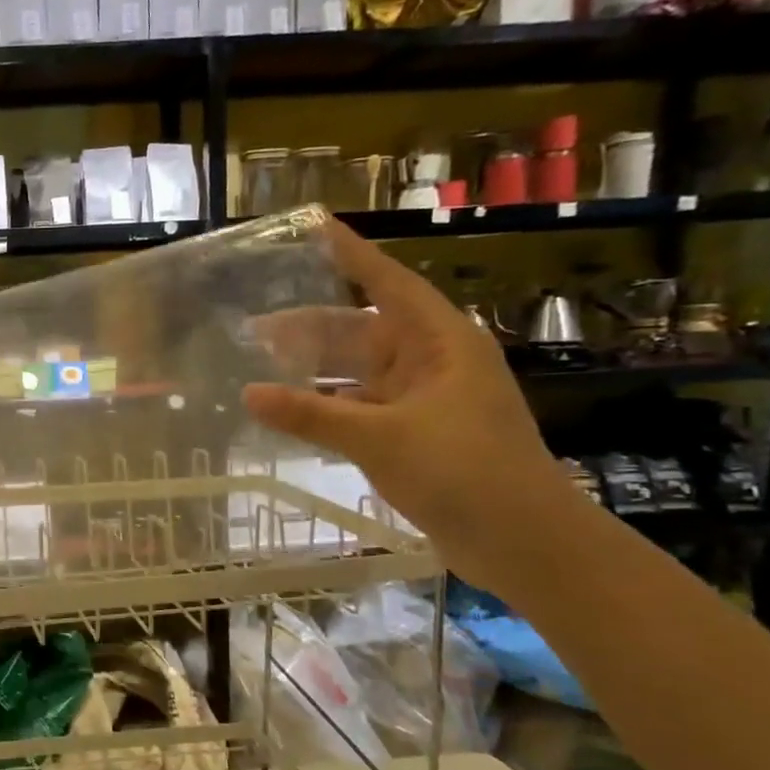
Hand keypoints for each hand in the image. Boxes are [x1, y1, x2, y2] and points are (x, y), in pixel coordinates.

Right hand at [243, 221, 574, 583]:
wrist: (523, 542)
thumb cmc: (463, 472)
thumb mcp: (379, 438)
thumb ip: (310, 415)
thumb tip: (247, 394)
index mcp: (440, 344)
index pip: (389, 284)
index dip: (352, 255)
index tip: (316, 227)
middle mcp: (432, 364)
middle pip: (362, 330)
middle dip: (310, 327)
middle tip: (254, 327)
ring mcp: (422, 402)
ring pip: (358, 372)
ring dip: (314, 371)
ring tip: (261, 367)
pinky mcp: (414, 436)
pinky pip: (359, 408)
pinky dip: (326, 407)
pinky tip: (292, 412)